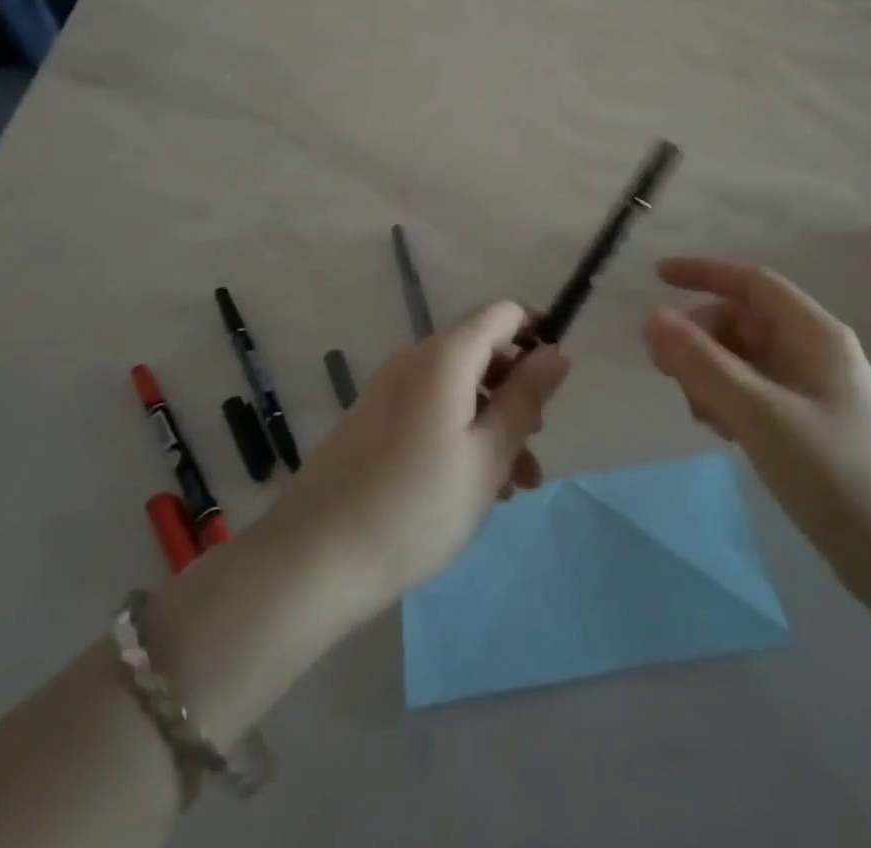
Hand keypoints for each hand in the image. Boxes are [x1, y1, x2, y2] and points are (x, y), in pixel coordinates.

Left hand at [264, 301, 570, 614]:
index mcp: (444, 356)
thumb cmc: (417, 505)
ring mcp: (388, 391)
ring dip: (493, 422)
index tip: (555, 381)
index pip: (501, 313)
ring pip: (458, 388)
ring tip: (515, 485)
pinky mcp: (372, 421)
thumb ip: (526, 398)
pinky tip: (473, 488)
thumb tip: (556, 351)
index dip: (535, 333)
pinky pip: (431, 410)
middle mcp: (414, 361)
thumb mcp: (488, 455)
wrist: (314, 558)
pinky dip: (460, 433)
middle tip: (536, 442)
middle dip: (517, 390)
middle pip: (480, 352)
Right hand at [642, 258, 870, 588]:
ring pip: (744, 358)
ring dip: (710, 373)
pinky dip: (728, 399)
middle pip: (742, 321)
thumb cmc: (832, 472)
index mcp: (814, 333)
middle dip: (701, 338)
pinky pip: (754, 391)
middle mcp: (813, 351)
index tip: (656, 278)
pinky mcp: (807, 422)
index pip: (751, 282)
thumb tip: (652, 317)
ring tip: (701, 415)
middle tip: (668, 373)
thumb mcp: (758, 412)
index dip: (703, 273)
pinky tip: (721, 432)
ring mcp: (812, 388)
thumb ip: (701, 362)